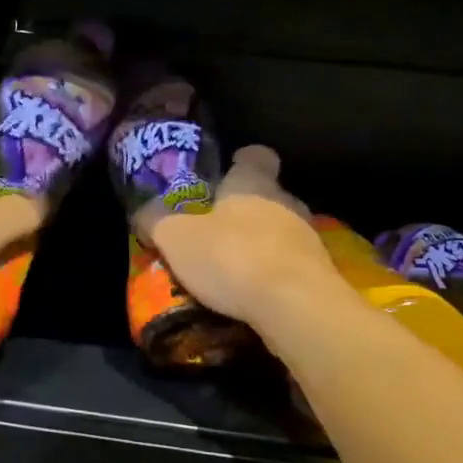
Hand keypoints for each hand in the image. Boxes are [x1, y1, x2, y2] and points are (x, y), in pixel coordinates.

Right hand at [140, 145, 343, 329]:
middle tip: (216, 229)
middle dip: (245, 210)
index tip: (228, 170)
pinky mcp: (319, 274)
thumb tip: (143, 212)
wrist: (295, 306)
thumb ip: (158, 222)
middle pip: (268, 196)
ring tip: (232, 268)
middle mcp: (287, 202)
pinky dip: (273, 274)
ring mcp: (308, 238)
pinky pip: (291, 266)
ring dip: (260, 245)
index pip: (256, 156)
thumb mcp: (177, 238)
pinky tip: (254, 294)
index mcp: (253, 183)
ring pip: (281, 231)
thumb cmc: (232, 256)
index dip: (242, 160)